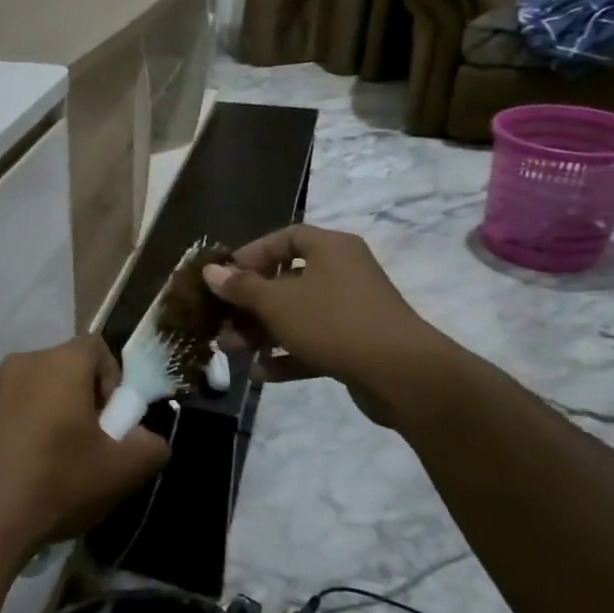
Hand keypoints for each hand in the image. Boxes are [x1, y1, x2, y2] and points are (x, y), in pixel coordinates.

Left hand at [0, 336, 169, 554]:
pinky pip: (9, 410)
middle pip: (64, 368)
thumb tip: (145, 438)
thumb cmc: (59, 482)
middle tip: (87, 443)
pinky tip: (24, 468)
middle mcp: (22, 363)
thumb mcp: (124, 470)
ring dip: (50, 413)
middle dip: (81, 398)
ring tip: (54, 461)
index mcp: (60, 363)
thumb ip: (151, 445)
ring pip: (35, 390)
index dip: (111, 381)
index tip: (110, 422)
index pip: (96, 348)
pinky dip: (22, 427)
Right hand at [202, 225, 454, 426]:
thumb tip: (211, 271)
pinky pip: (314, 342)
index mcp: (331, 248)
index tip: (225, 276)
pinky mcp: (357, 344)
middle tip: (222, 321)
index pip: (285, 238)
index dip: (252, 254)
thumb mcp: (277, 302)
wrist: (402, 375)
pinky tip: (261, 373)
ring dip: (262, 332)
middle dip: (250, 303)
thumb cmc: (333, 322)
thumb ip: (241, 287)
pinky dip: (288, 354)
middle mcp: (343, 272)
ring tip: (232, 350)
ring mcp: (352, 310)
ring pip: (297, 315)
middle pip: (286, 280)